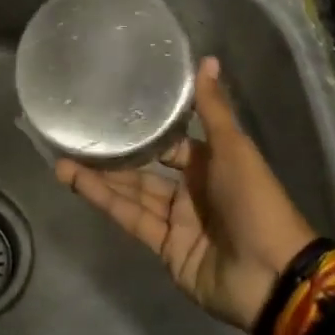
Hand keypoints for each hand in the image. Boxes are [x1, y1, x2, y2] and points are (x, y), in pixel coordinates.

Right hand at [56, 56, 318, 331]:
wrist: (272, 275)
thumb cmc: (255, 201)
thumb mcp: (233, 148)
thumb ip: (213, 108)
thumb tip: (208, 58)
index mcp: (211, 163)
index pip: (172, 142)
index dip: (147, 129)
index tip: (114, 109)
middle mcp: (192, 190)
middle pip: (147, 169)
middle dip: (115, 156)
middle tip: (79, 137)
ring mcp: (177, 221)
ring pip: (133, 193)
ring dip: (100, 178)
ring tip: (62, 160)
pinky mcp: (166, 249)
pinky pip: (132, 220)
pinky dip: (106, 202)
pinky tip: (77, 183)